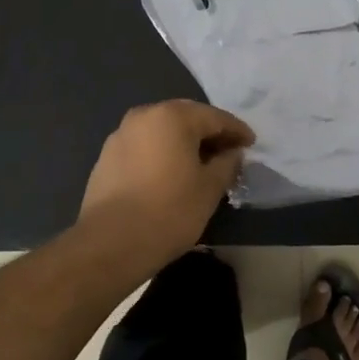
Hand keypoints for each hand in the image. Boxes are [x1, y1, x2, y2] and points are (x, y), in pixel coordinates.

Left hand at [76, 100, 253, 272]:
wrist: (110, 244)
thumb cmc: (169, 211)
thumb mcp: (210, 188)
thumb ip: (227, 163)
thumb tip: (232, 153)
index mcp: (172, 116)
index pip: (215, 117)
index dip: (237, 131)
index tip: (251, 144)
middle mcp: (144, 115)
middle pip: (186, 118)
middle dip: (209, 133)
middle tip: (229, 152)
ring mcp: (121, 135)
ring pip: (163, 132)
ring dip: (184, 143)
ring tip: (201, 164)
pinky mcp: (107, 157)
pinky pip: (144, 147)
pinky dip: (162, 154)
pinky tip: (171, 174)